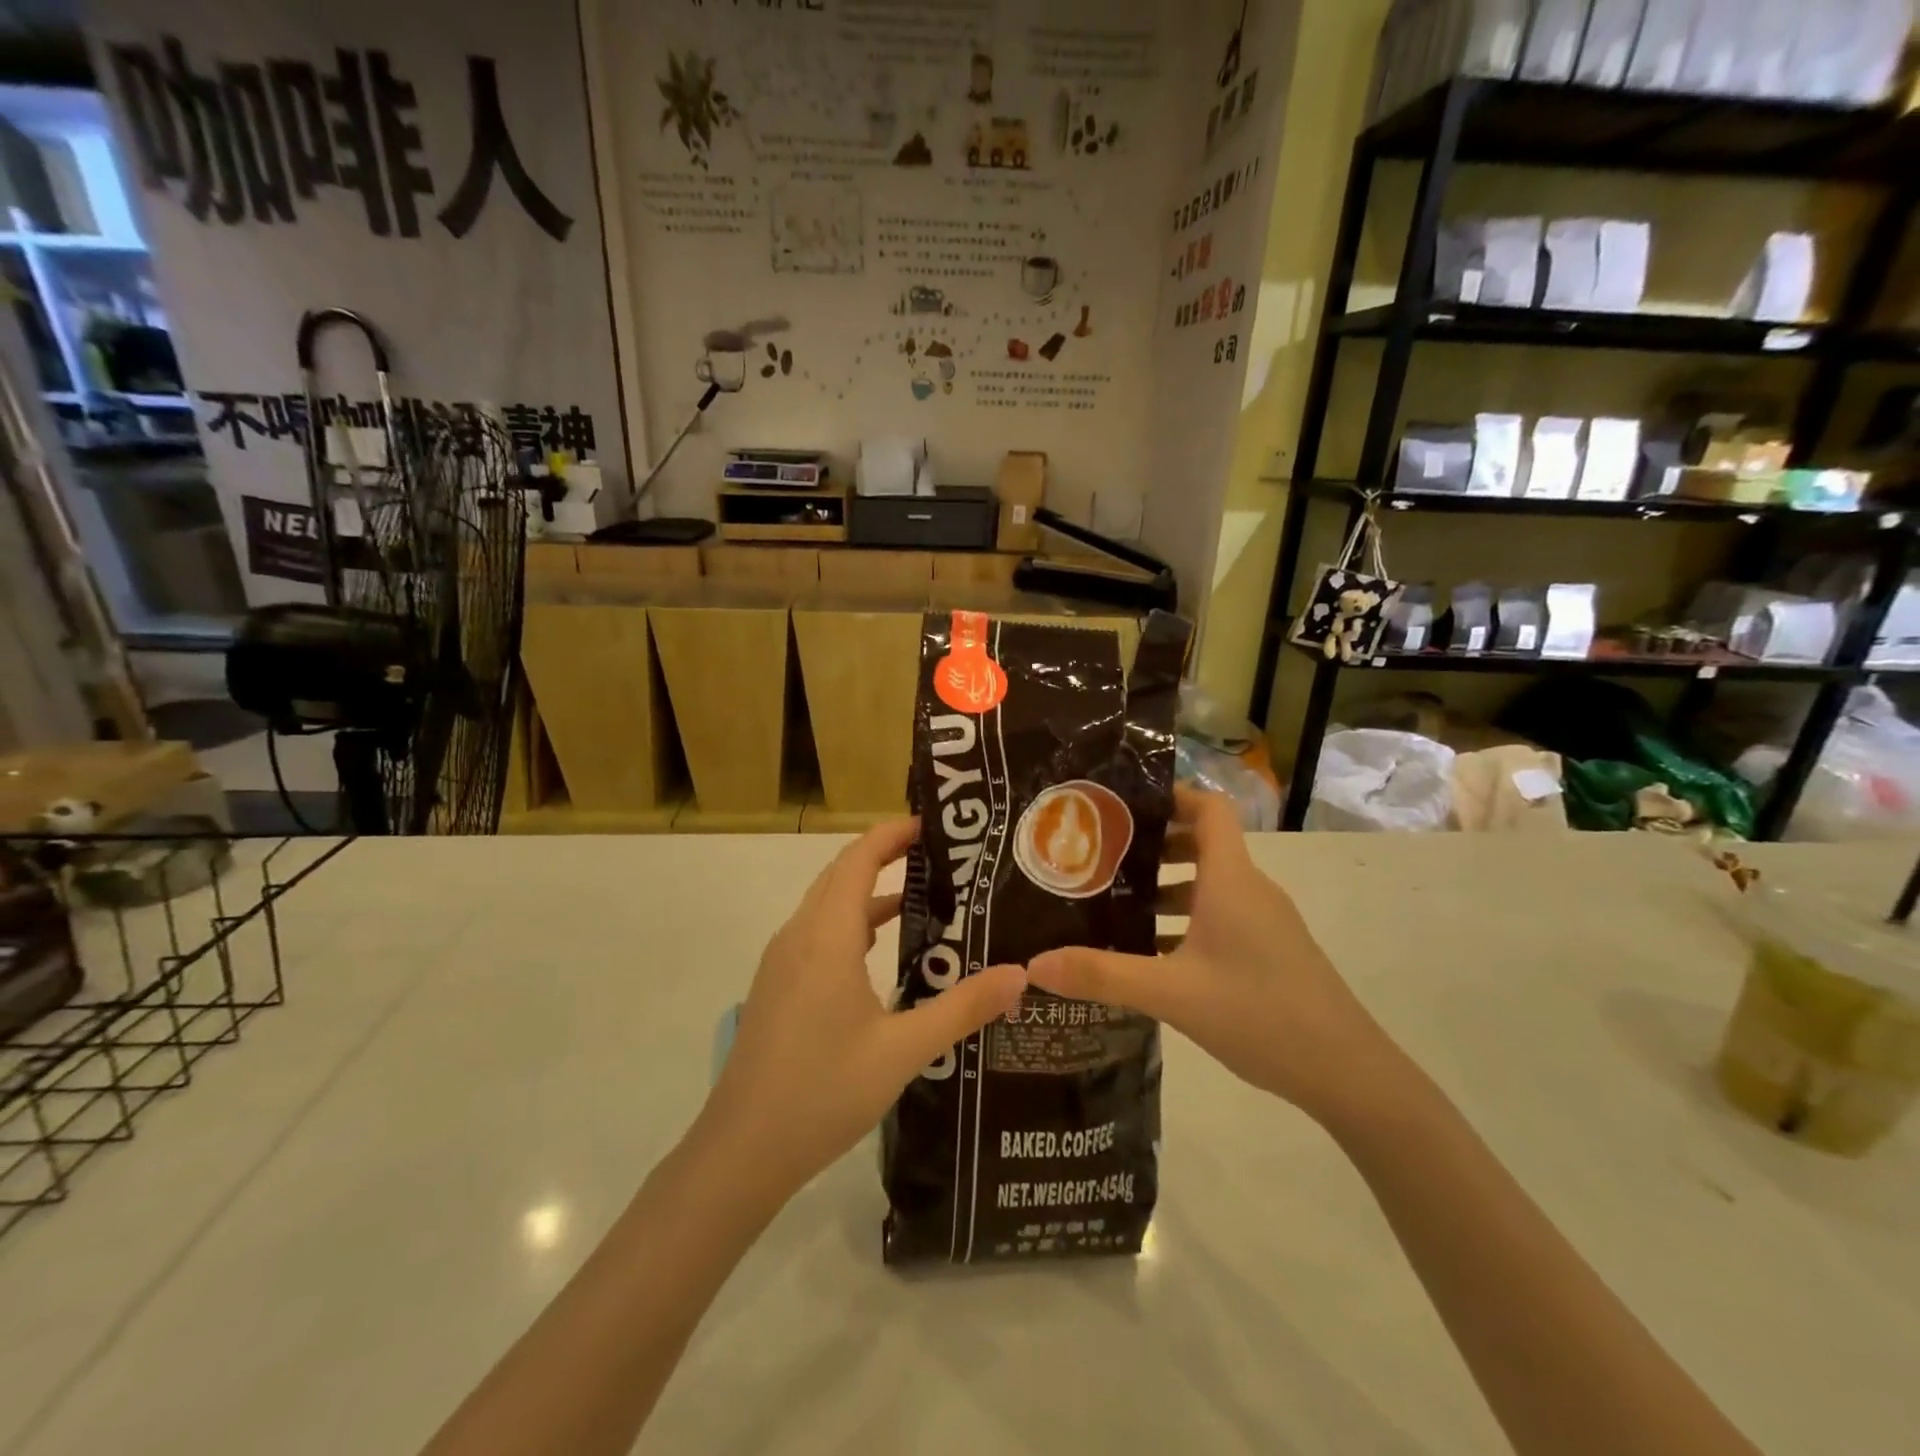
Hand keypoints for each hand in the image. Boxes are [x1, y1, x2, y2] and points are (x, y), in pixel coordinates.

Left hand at [697, 819, 1026, 1200]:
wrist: (742, 1151)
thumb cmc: (823, 1091)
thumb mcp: (903, 1050)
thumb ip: (963, 1008)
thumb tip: (1019, 974)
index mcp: (826, 936)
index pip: (858, 859)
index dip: (892, 834)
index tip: (933, 826)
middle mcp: (799, 936)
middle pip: (841, 874)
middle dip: (886, 855)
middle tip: (940, 856)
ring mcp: (782, 961)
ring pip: (828, 905)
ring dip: (869, 891)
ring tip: (923, 896)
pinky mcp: (778, 986)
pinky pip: (818, 933)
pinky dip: (853, 923)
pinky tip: (882, 951)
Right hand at [1027, 787, 1394, 1122]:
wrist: (1347, 1073)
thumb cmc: (1259, 1013)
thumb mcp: (1170, 993)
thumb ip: (1101, 975)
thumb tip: (1034, 963)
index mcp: (1231, 880)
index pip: (1208, 808)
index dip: (1171, 795)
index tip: (1123, 805)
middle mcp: (1251, 889)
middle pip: (1204, 843)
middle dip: (1155, 844)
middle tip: (1103, 856)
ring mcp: (1266, 922)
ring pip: (1211, 884)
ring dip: (1168, 887)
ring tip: (1117, 904)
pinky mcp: (1271, 951)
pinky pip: (1223, 916)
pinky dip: (1188, 920)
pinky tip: (1153, 954)